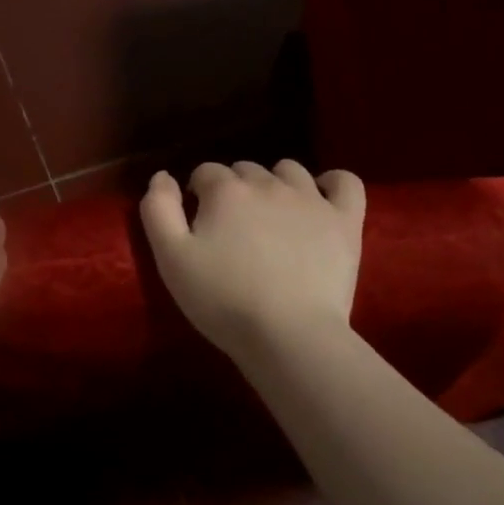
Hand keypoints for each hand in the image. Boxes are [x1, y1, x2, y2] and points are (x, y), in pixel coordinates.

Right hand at [140, 160, 365, 364]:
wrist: (289, 335)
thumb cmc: (223, 299)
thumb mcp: (170, 258)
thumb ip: (158, 209)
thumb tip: (162, 176)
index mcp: (225, 190)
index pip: (205, 172)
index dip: (198, 194)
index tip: (199, 223)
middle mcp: (268, 183)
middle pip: (245, 170)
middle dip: (234, 190)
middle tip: (232, 229)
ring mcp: (311, 199)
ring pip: (289, 170)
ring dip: (275, 183)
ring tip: (271, 217)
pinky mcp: (345, 220)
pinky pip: (345, 181)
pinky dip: (333, 182)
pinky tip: (322, 197)